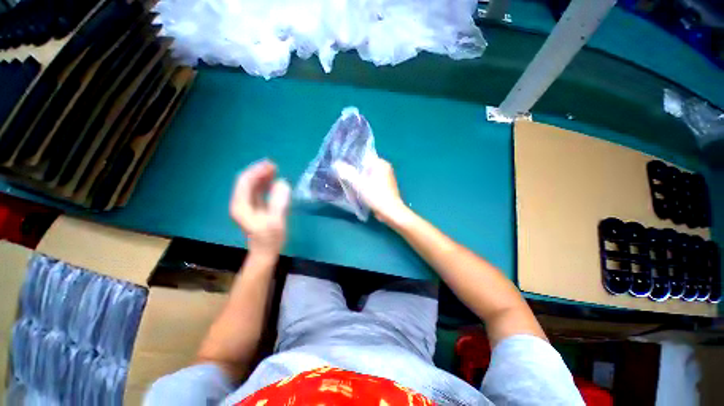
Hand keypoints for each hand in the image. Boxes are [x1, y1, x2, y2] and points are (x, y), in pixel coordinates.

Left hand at [230, 160, 290, 257]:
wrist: (266, 252)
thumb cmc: (270, 238)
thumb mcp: (276, 221)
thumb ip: (279, 202)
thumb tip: (282, 183)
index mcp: (241, 205)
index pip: (245, 182)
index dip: (257, 171)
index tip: (271, 166)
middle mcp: (241, 203)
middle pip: (246, 181)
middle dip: (259, 171)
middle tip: (274, 165)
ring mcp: (247, 205)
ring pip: (252, 185)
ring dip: (262, 176)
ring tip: (275, 169)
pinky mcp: (254, 207)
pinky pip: (257, 191)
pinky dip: (265, 184)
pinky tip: (273, 181)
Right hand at [335, 157, 409, 224]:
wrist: (391, 212)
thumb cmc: (376, 196)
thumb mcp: (359, 184)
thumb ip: (347, 173)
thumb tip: (336, 164)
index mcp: (380, 163)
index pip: (363, 155)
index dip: (351, 158)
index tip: (340, 162)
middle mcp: (384, 167)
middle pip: (365, 164)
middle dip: (353, 168)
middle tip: (341, 171)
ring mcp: (385, 176)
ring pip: (367, 173)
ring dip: (358, 176)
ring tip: (345, 179)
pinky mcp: (384, 185)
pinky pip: (371, 180)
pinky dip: (364, 182)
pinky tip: (355, 186)